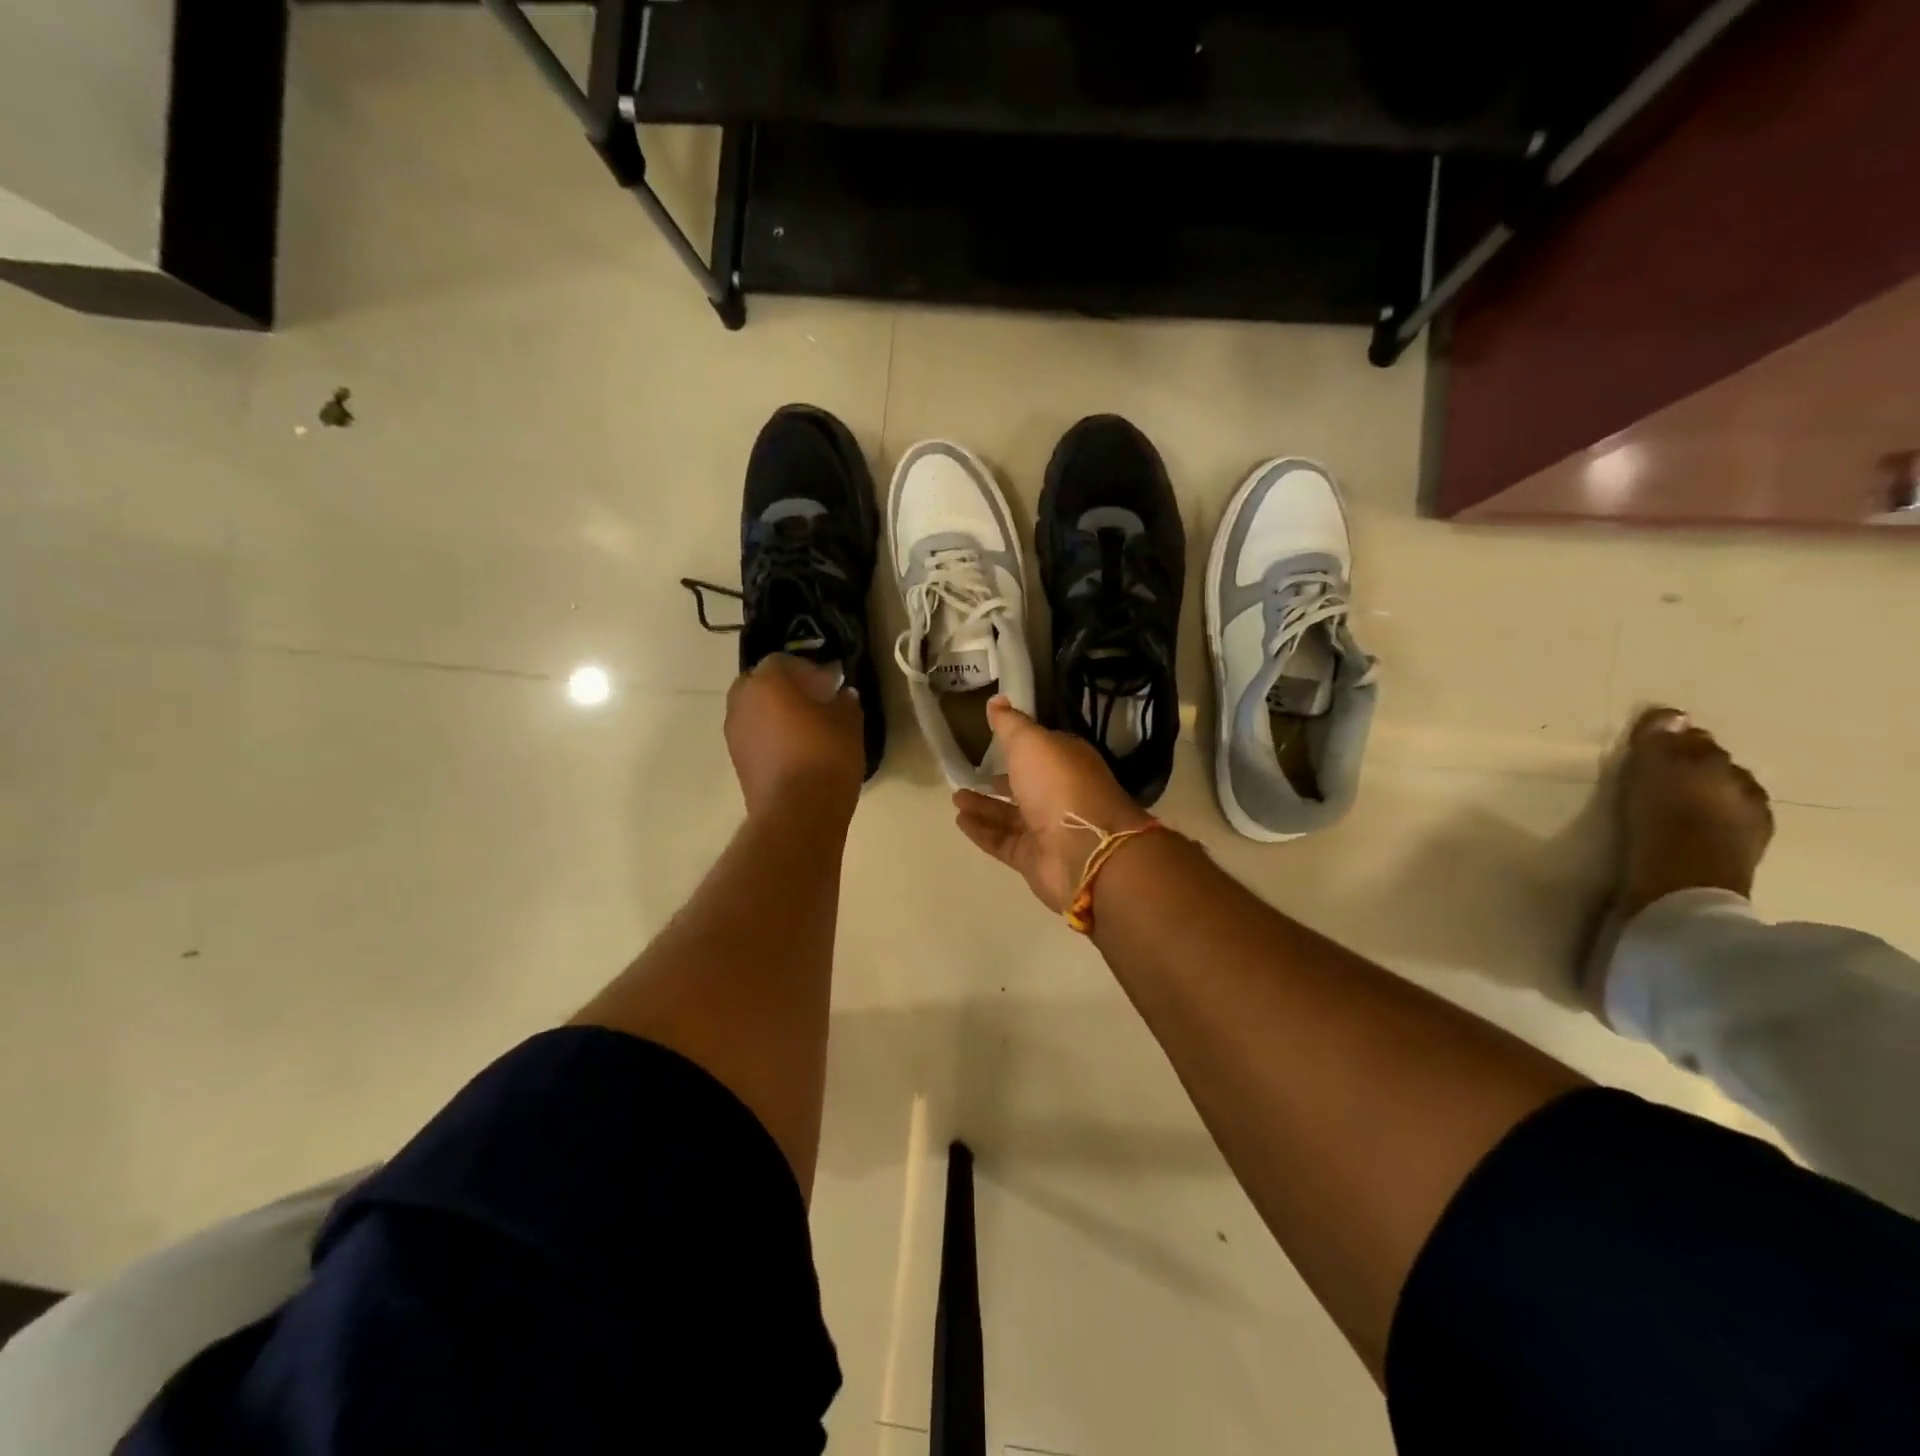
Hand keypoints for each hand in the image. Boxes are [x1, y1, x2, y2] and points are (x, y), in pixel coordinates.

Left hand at [725, 655, 863, 817]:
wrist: (797, 813)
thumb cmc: (825, 756)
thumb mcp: (848, 723)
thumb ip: (844, 702)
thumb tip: (842, 695)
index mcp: (767, 682)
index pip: (784, 661)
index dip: (809, 669)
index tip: (830, 684)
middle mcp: (742, 701)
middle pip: (762, 683)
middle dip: (786, 689)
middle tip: (815, 702)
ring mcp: (734, 733)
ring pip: (755, 711)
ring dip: (776, 713)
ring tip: (807, 729)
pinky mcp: (737, 761)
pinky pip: (754, 736)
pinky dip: (771, 737)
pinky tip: (797, 751)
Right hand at [954, 697, 1150, 913]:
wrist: (1083, 849)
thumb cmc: (1058, 783)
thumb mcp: (1031, 742)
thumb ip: (1010, 723)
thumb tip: (997, 700)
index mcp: (1067, 762)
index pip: (1041, 751)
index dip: (1019, 746)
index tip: (992, 740)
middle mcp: (1059, 794)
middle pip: (1025, 785)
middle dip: (999, 780)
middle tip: (967, 774)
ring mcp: (1047, 829)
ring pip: (1010, 815)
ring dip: (984, 806)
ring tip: (955, 798)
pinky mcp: (1033, 857)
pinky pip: (1002, 841)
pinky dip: (982, 831)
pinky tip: (960, 821)